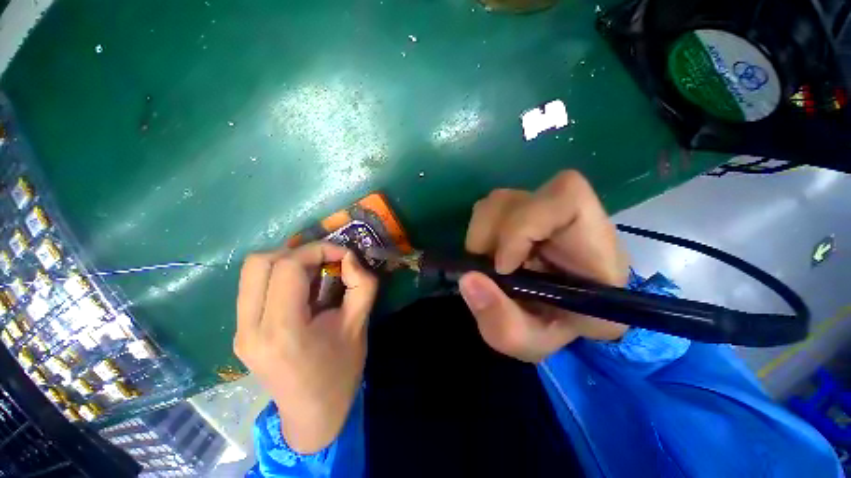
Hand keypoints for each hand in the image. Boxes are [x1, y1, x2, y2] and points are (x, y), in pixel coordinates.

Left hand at [234, 242, 377, 453]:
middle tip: (325, 261)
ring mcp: (240, 331)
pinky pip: (254, 286)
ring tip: (314, 273)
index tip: (343, 255)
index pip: (288, 266)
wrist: (312, 414)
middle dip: (299, 252)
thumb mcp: (359, 324)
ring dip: (287, 262)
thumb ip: (362, 285)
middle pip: (260, 262)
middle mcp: (251, 328)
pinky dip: (279, 276)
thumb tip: (349, 257)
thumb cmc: (340, 371)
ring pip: (253, 271)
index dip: (318, 250)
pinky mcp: (240, 332)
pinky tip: (302, 289)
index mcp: (283, 330)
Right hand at [459, 170, 629, 361]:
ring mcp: (543, 209)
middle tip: (491, 270)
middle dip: (491, 237)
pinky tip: (491, 253)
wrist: (560, 313)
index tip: (503, 268)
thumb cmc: (555, 327)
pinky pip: (491, 207)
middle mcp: (570, 219)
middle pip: (519, 200)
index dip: (524, 226)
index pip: (567, 199)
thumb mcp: (531, 341)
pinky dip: (481, 231)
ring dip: (482, 234)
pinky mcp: (523, 210)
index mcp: (595, 248)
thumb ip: (503, 324)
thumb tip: (468, 279)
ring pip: (499, 201)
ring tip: (490, 262)